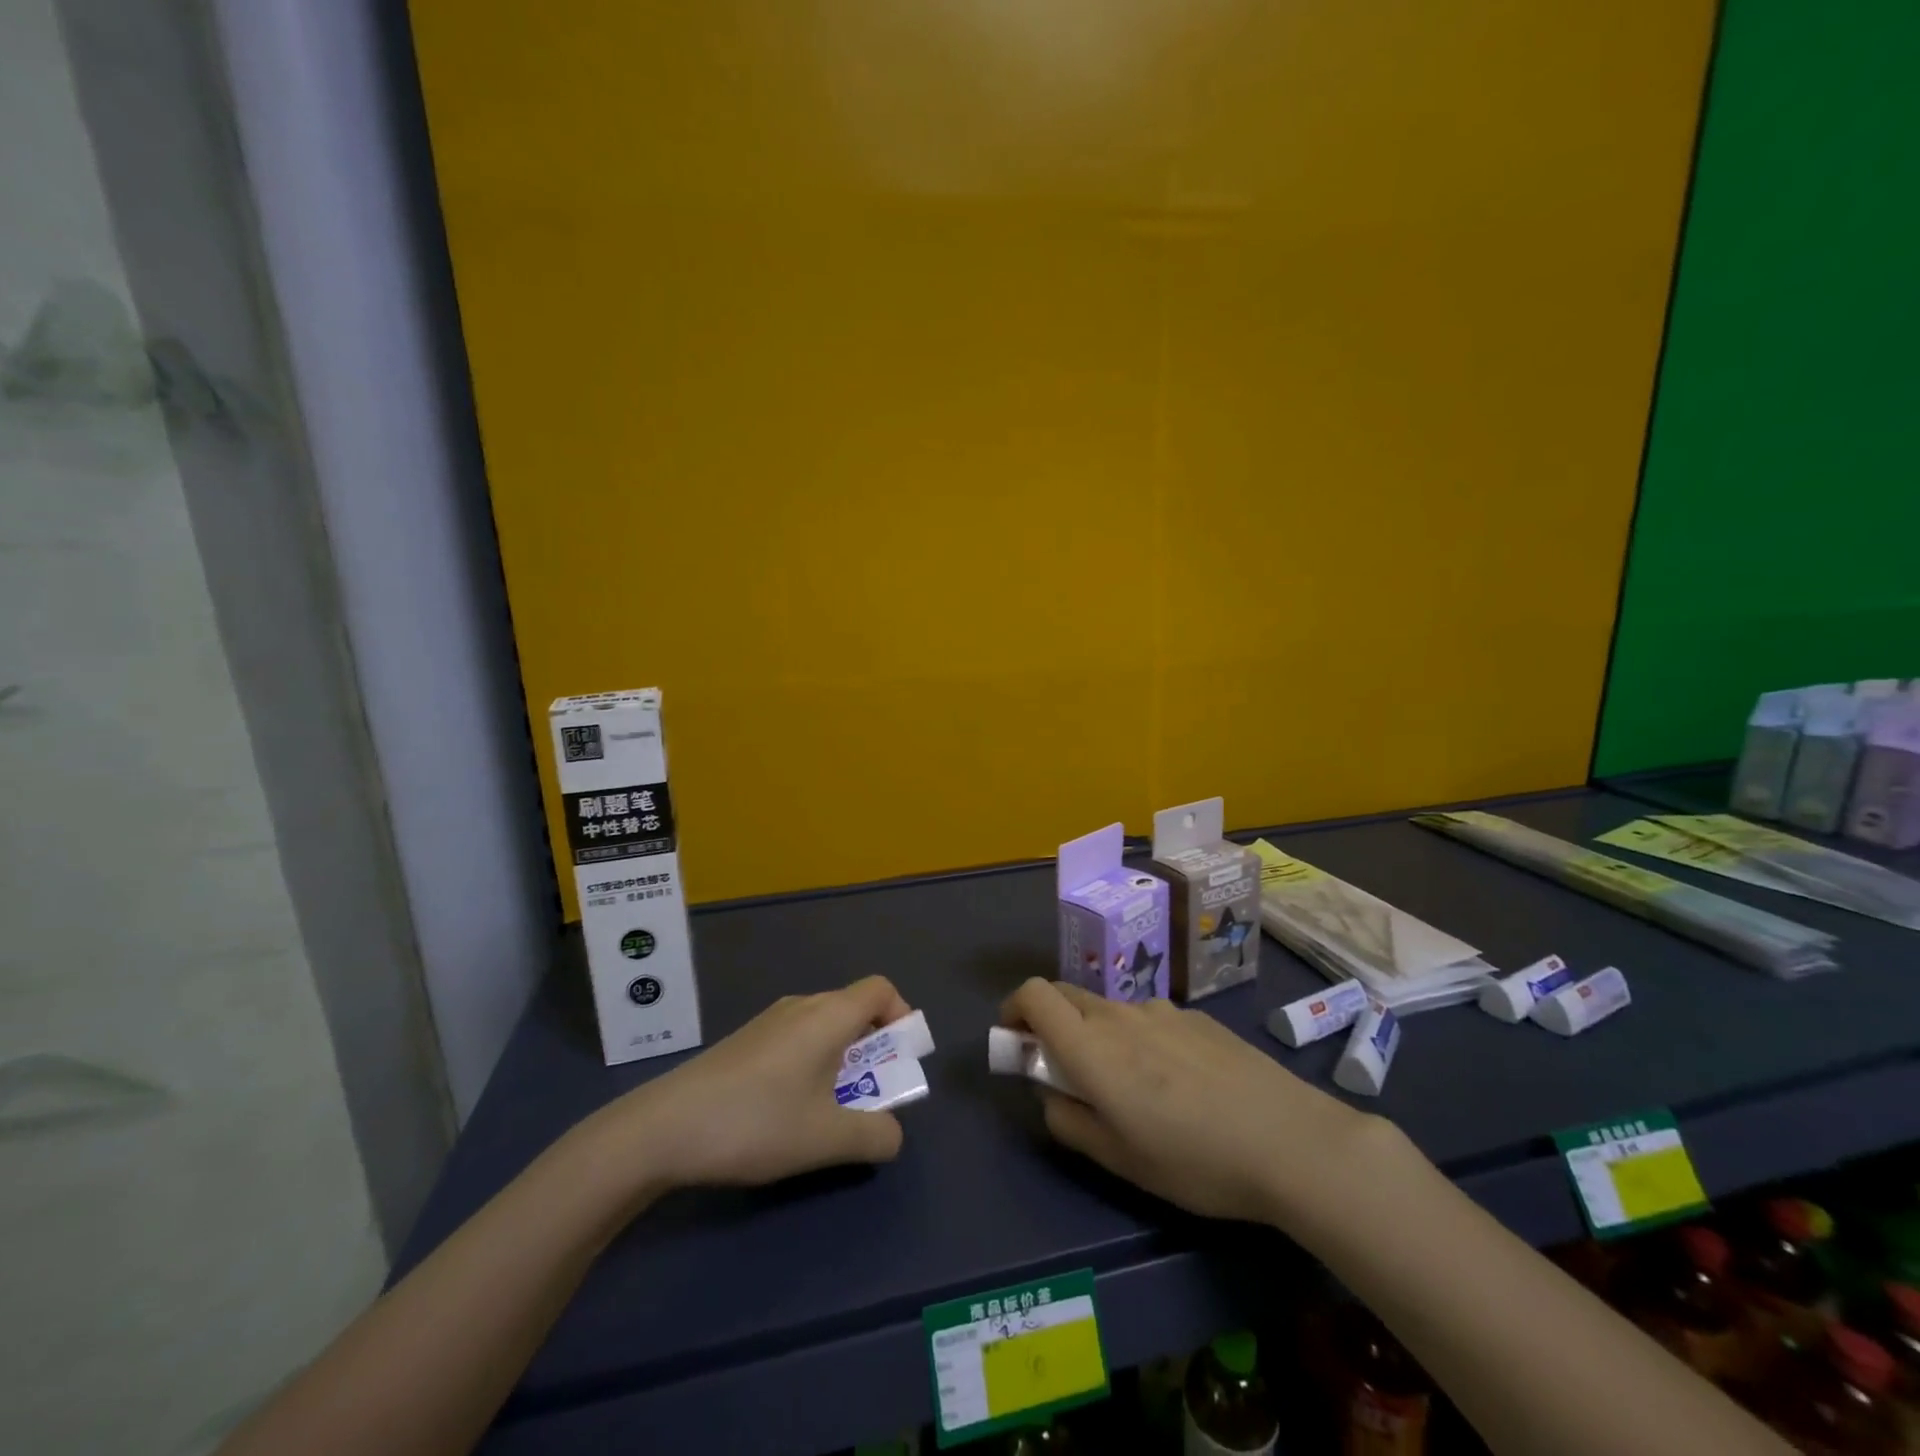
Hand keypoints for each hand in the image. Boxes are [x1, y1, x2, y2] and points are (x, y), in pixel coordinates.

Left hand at [589, 977, 914, 1193]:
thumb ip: (875, 1135)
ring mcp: (769, 1021)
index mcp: (828, 1015)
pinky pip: (798, 1039)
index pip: (881, 989)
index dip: (902, 1017)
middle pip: (854, 1009)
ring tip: (830, 1110)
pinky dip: (813, 1064)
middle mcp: (802, 1006)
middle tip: (870, 1096)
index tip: (900, 1061)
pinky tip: (789, 1111)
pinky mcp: (746, 1042)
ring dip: (842, 1061)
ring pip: (825, 1028)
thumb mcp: (827, 1139)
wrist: (663, 1128)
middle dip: (874, 1049)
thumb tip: (892, 1134)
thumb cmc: (757, 1122)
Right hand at [1001, 978, 1388, 1225]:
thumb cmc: (1194, 1159)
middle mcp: (1119, 1015)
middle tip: (1065, 1070)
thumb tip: (1050, 1094)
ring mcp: (1161, 1011)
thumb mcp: (1120, 1160)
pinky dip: (1140, 1039)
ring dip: (1098, 1034)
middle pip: (1066, 995)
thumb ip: (1070, 1121)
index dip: (1014, 1008)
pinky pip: (1149, 1018)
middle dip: (1050, 1021)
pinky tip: (1178, 1084)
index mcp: (1092, 1047)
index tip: (1014, 1039)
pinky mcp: (1196, 1017)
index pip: (1034, 994)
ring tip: (1133, 1088)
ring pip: (1109, 1010)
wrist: (1289, 1139)